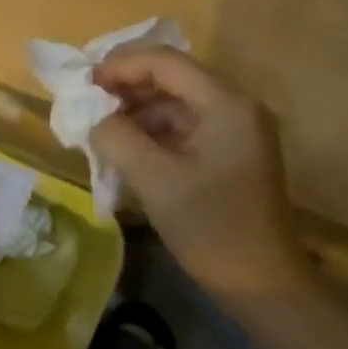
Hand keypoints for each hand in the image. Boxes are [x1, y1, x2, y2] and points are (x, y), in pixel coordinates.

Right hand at [90, 47, 308, 304]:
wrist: (264, 286)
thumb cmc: (211, 229)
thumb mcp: (155, 181)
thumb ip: (117, 137)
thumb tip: (91, 115)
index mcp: (226, 104)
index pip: (166, 62)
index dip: (121, 66)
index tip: (84, 85)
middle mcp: (236, 106)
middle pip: (173, 77)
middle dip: (127, 87)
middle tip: (88, 105)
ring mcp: (236, 130)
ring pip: (176, 103)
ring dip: (137, 111)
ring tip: (101, 129)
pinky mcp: (230, 153)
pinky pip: (185, 127)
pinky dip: (153, 132)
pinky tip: (126, 150)